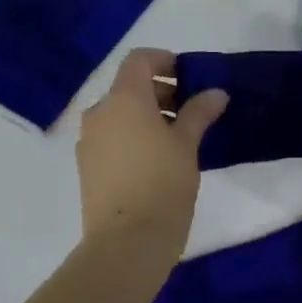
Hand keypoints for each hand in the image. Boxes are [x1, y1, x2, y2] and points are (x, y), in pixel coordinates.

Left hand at [76, 49, 226, 252]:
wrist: (126, 243)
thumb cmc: (162, 185)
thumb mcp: (187, 145)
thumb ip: (199, 113)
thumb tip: (215, 93)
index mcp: (124, 98)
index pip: (139, 60)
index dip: (164, 61)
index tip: (188, 78)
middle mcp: (100, 112)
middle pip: (128, 87)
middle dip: (159, 92)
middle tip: (190, 112)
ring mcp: (88, 140)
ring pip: (119, 114)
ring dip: (146, 116)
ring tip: (176, 140)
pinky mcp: (86, 167)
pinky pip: (111, 138)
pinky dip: (131, 136)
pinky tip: (156, 161)